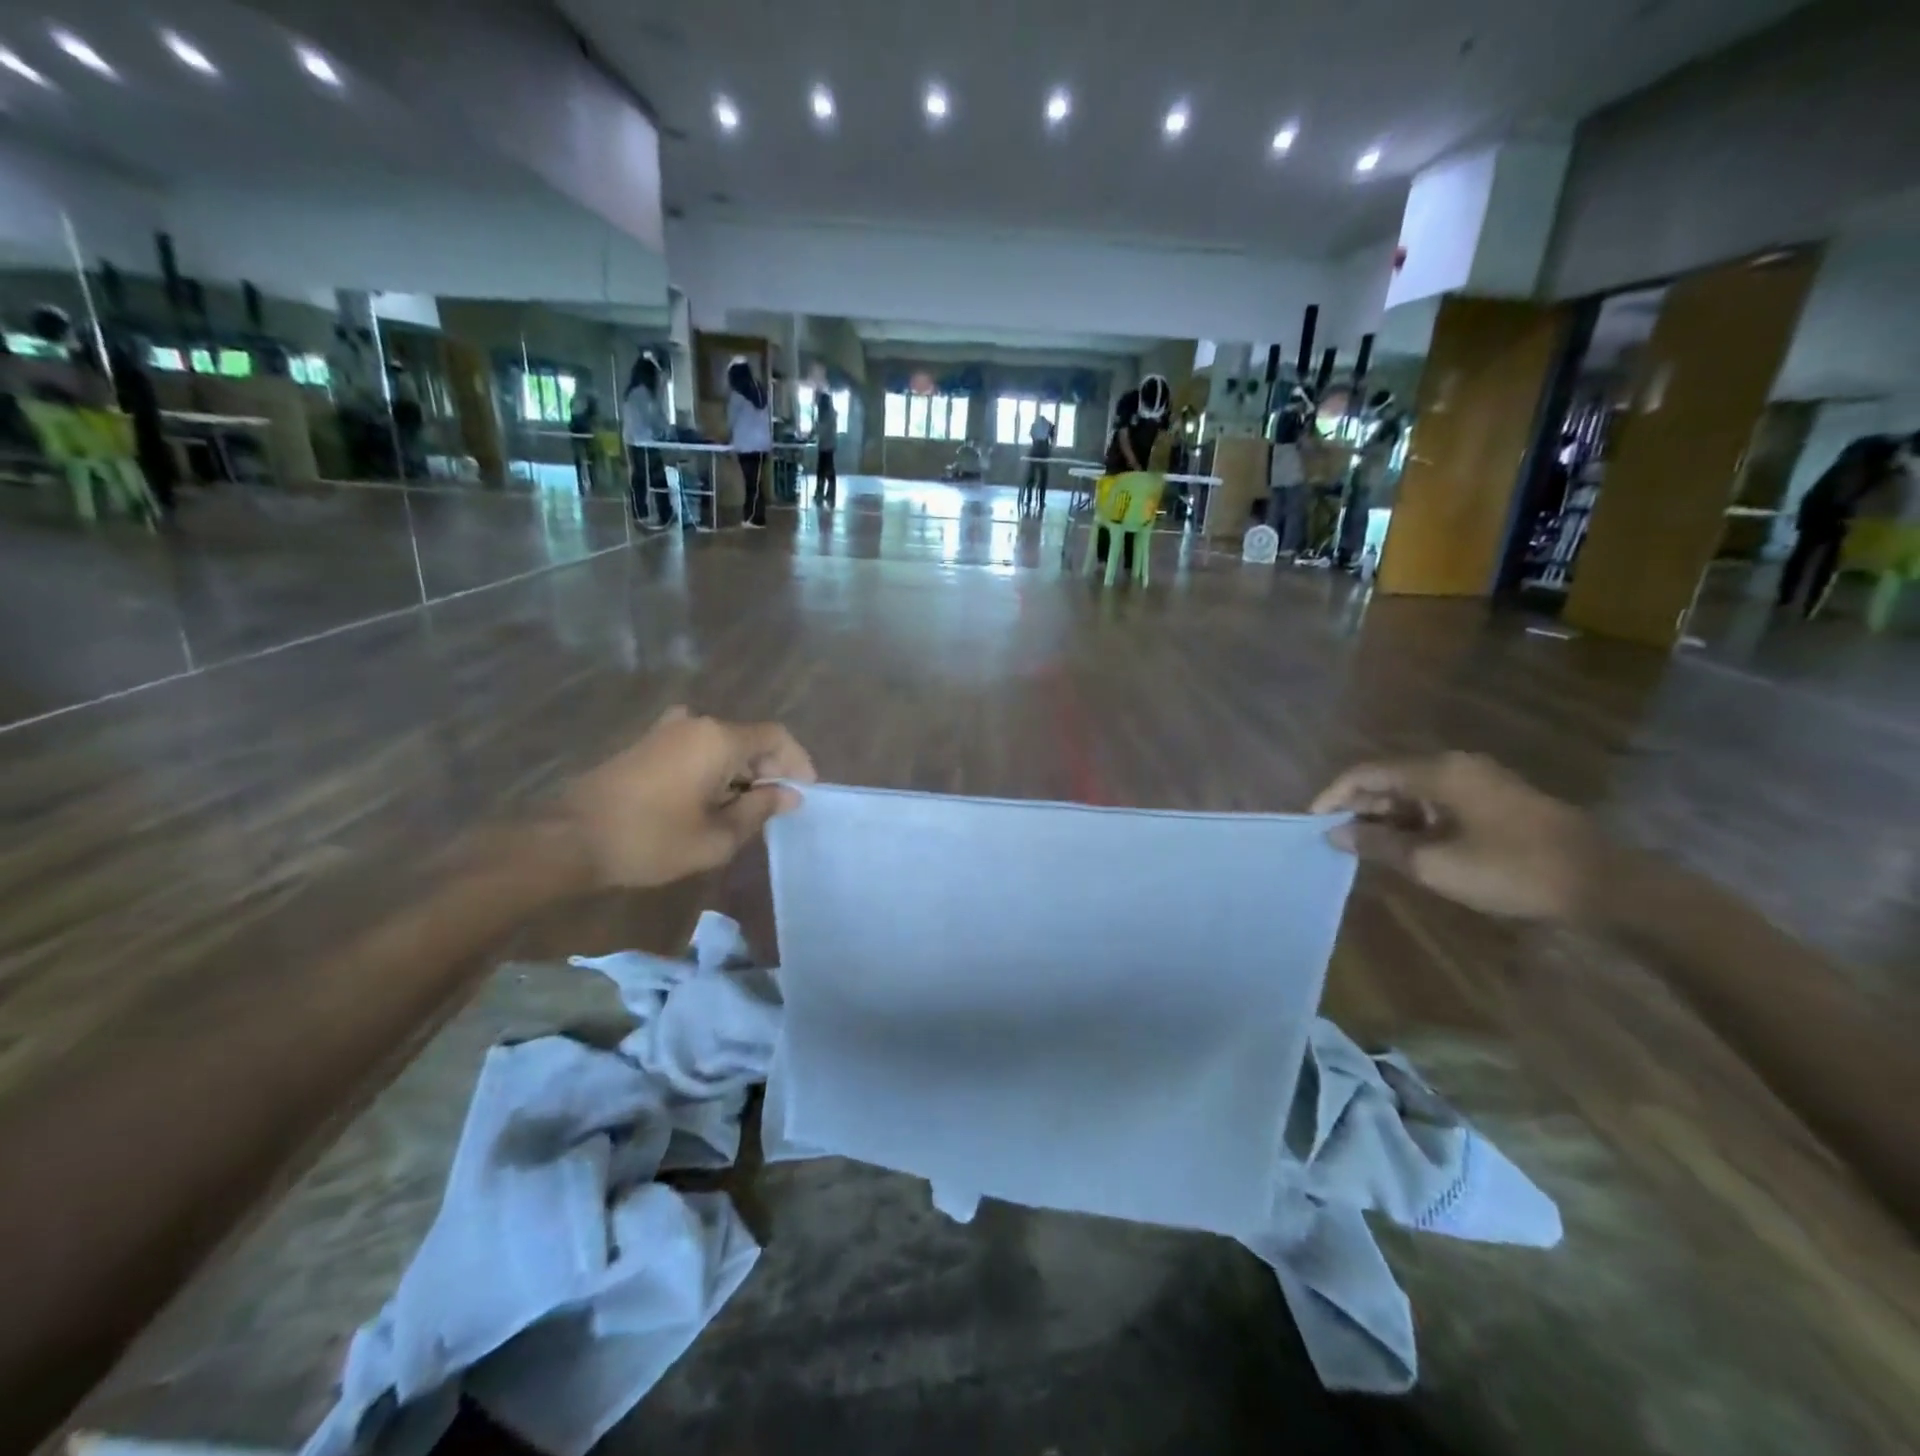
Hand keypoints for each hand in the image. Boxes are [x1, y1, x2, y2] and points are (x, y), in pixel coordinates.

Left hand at [562, 707, 815, 888]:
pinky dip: (714, 770)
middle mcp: (696, 723)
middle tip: (774, 810)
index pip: (777, 737)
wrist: (569, 839)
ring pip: (722, 745)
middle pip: (749, 739)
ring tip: (742, 812)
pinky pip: (697, 749)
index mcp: (718, 739)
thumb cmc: (650, 840)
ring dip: (740, 773)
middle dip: (769, 771)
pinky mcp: (647, 744)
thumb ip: (759, 810)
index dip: (798, 763)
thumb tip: (789, 795)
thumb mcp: (717, 837)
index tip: (803, 795)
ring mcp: (667, 731)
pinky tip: (708, 803)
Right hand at [1312, 752, 1603, 920]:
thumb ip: (1378, 846)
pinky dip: (1414, 821)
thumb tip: (1334, 835)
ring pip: (1412, 791)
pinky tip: (1408, 848)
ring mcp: (1478, 781)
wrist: (1604, 884)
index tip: (1313, 825)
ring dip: (1386, 817)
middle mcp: (1454, 765)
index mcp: (1437, 772)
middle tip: (1338, 842)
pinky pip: (1437, 801)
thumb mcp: (1435, 864)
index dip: (1333, 796)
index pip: (1365, 773)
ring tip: (1367, 850)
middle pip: (1388, 778)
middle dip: (1358, 808)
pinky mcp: (1494, 799)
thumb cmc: (1512, 870)